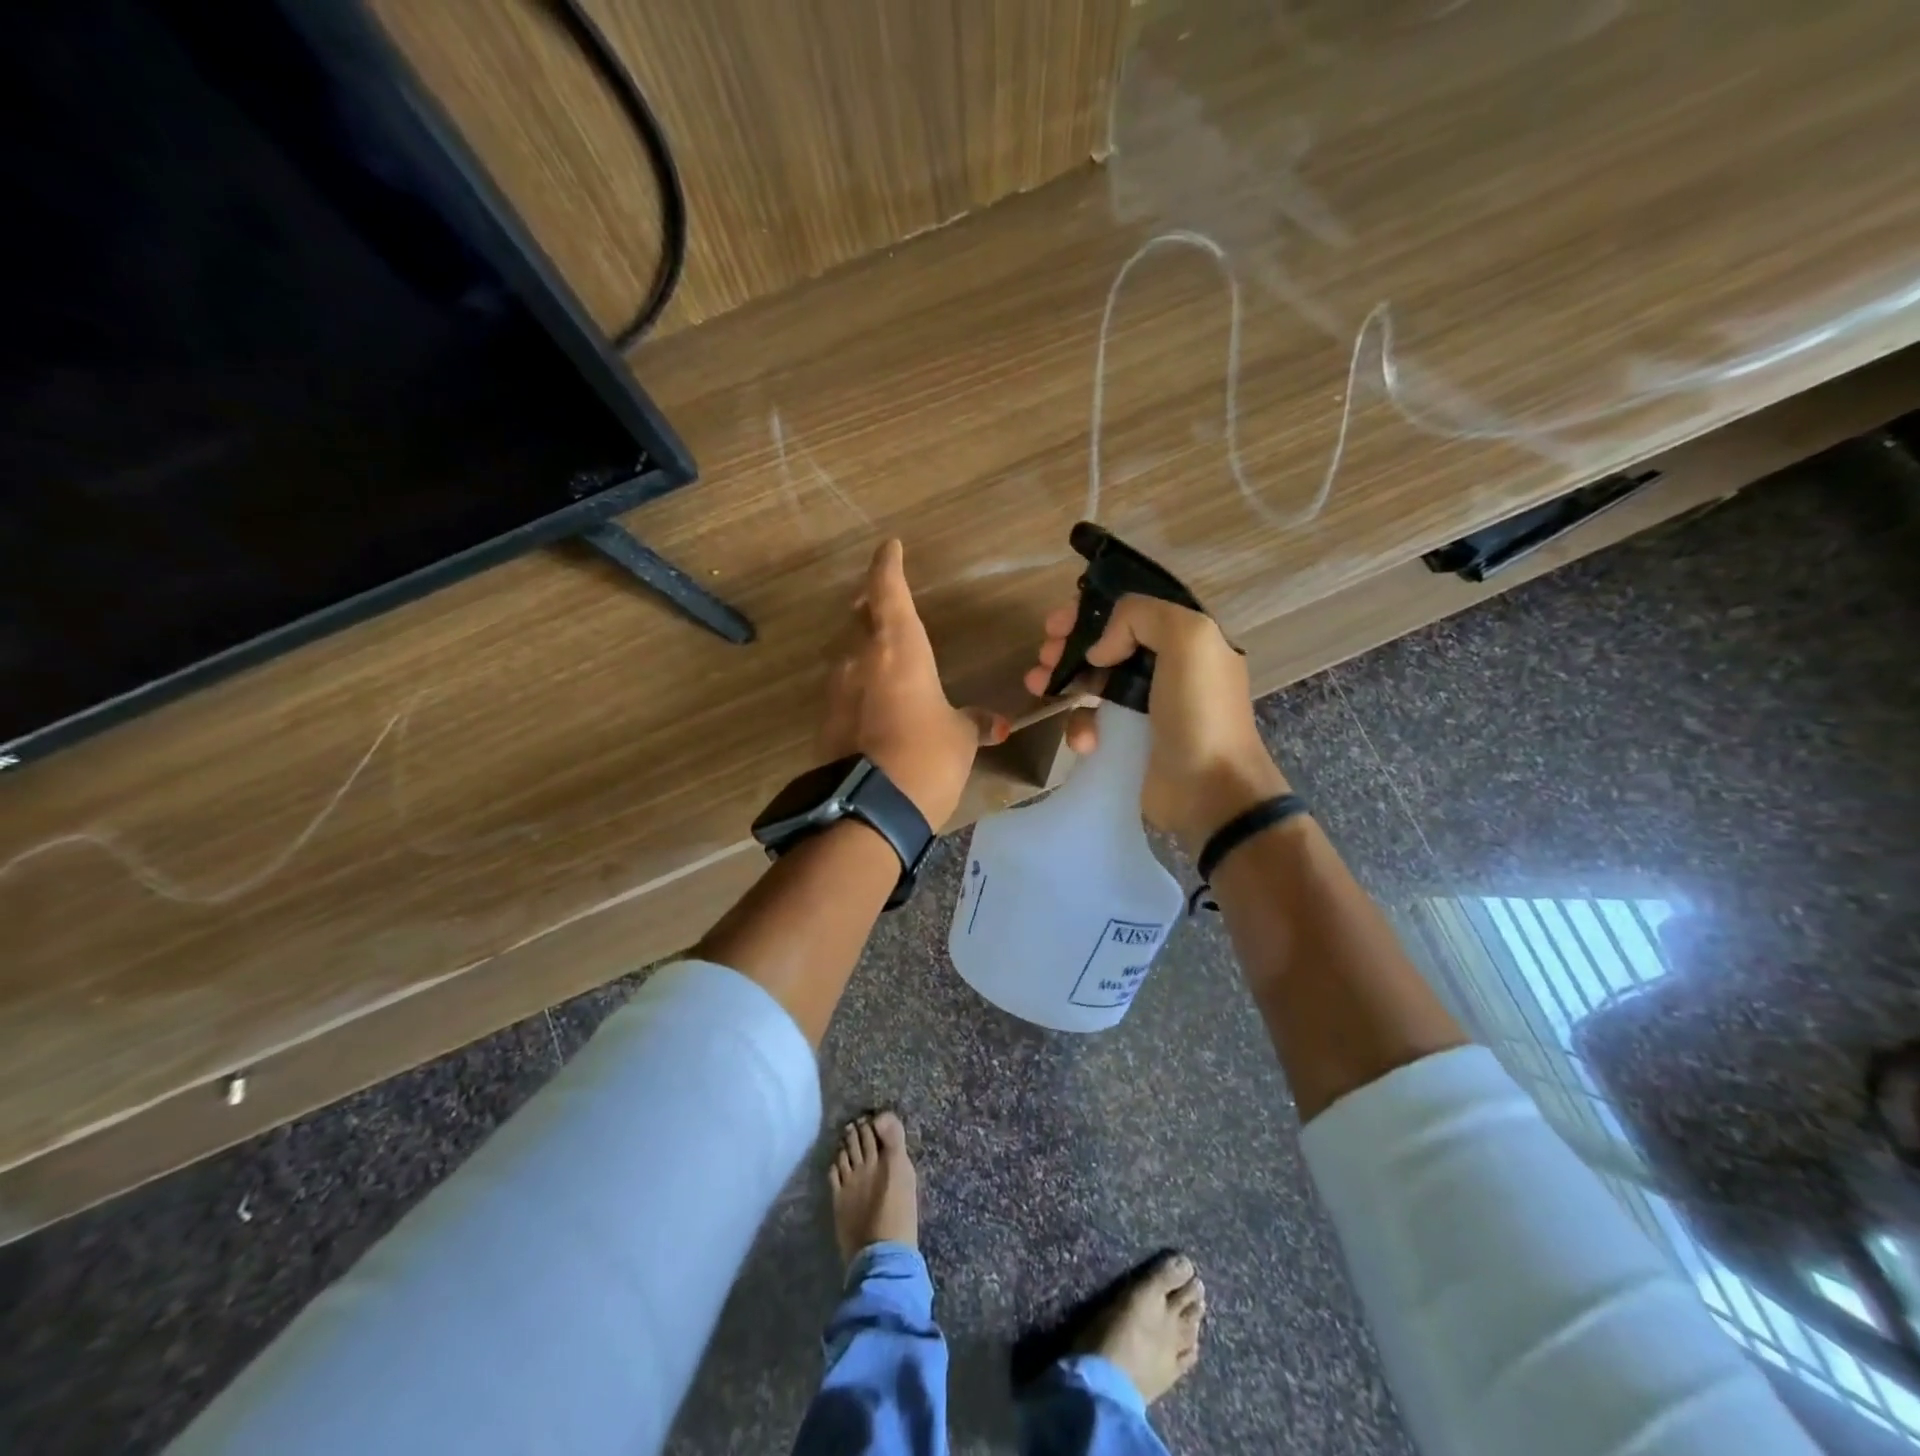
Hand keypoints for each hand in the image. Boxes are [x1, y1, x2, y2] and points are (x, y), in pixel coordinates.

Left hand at [820, 540, 1009, 828]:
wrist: (869, 810)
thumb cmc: (926, 758)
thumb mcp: (959, 738)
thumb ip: (974, 723)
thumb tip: (997, 724)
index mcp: (898, 647)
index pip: (887, 589)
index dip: (888, 565)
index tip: (890, 547)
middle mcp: (860, 657)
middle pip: (859, 614)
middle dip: (870, 601)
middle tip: (882, 597)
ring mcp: (837, 688)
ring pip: (847, 649)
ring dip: (861, 641)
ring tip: (879, 646)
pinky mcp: (825, 719)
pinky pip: (843, 684)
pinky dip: (858, 679)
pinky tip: (872, 695)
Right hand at [1024, 594, 1286, 848]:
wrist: (1211, 790)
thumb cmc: (1201, 712)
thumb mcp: (1189, 639)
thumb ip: (1141, 616)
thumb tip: (1099, 650)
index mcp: (1187, 640)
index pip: (1132, 613)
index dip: (1092, 613)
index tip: (1059, 623)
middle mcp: (1168, 668)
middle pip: (1107, 646)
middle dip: (1069, 646)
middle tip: (1043, 654)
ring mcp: (1146, 707)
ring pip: (1093, 682)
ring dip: (1063, 680)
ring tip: (1038, 686)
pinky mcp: (1128, 741)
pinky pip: (1094, 722)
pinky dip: (1081, 726)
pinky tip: (1084, 740)